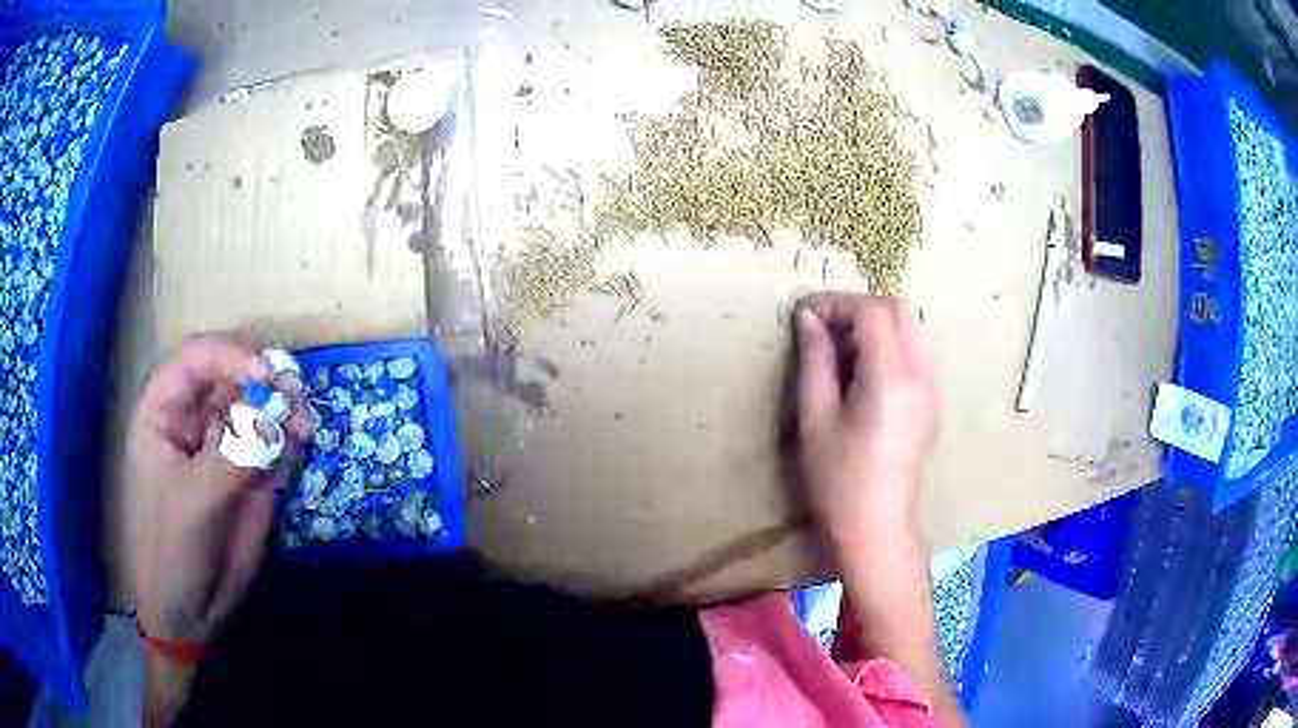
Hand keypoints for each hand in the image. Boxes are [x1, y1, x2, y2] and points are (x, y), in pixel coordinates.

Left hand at [127, 333, 310, 645]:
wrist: (192, 609)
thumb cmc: (172, 549)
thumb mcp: (195, 502)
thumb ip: (232, 457)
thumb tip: (276, 419)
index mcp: (165, 410)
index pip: (197, 359)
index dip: (231, 355)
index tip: (267, 376)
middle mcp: (196, 415)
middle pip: (233, 370)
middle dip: (266, 375)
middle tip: (295, 395)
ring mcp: (225, 442)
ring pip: (259, 401)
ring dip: (284, 403)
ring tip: (304, 425)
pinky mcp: (252, 470)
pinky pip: (275, 438)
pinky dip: (291, 434)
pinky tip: (302, 441)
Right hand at [794, 295, 938, 543]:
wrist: (877, 525)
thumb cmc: (838, 479)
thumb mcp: (815, 418)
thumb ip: (814, 361)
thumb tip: (809, 319)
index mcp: (891, 377)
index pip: (872, 311)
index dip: (837, 303)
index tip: (806, 317)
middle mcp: (920, 373)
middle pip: (896, 310)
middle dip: (857, 308)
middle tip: (823, 329)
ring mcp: (931, 386)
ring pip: (907, 328)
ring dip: (873, 326)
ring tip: (838, 353)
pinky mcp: (931, 400)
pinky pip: (913, 352)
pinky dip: (886, 345)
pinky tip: (861, 374)